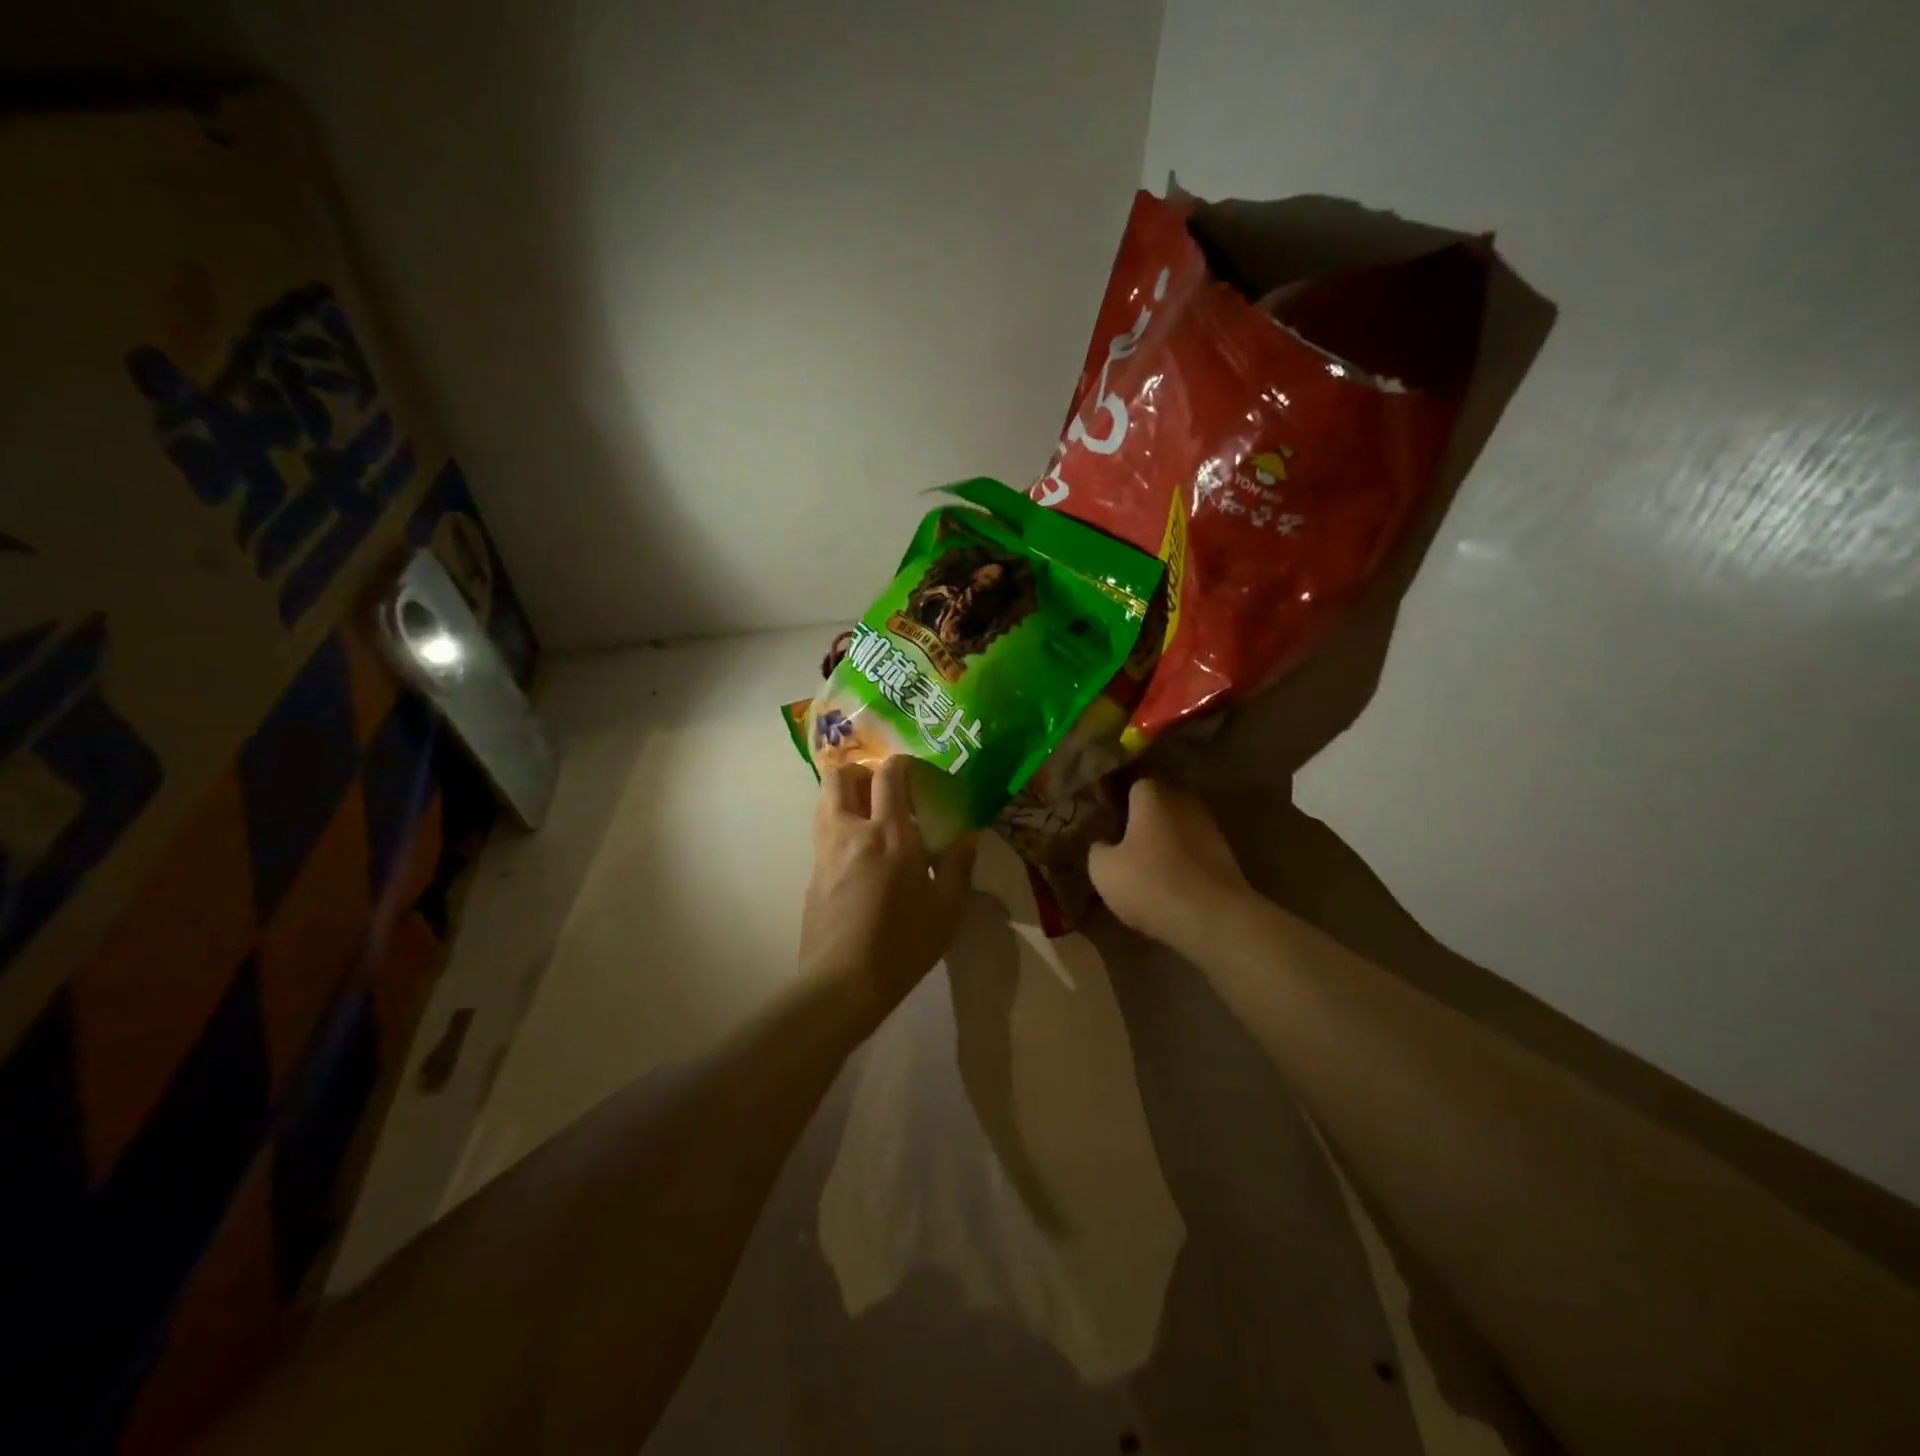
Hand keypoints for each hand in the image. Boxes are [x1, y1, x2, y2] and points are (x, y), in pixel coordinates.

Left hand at [800, 757, 976, 1016]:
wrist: (842, 983)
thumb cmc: (903, 943)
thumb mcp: (946, 907)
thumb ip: (958, 865)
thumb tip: (969, 834)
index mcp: (888, 833)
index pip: (888, 774)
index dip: (903, 764)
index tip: (919, 774)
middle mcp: (850, 831)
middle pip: (840, 776)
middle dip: (862, 771)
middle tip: (885, 789)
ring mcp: (825, 852)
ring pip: (824, 800)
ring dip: (845, 795)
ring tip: (871, 817)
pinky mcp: (812, 874)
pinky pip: (823, 832)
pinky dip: (839, 826)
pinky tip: (860, 856)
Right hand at [1088, 778, 1252, 953]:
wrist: (1214, 919)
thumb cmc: (1151, 883)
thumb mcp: (1103, 870)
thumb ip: (1098, 849)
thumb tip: (1104, 844)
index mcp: (1152, 794)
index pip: (1131, 781)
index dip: (1116, 796)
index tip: (1103, 815)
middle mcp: (1183, 800)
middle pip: (1157, 800)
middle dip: (1140, 815)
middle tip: (1119, 837)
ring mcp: (1209, 826)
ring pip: (1177, 823)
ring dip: (1162, 837)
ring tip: (1142, 861)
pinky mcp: (1225, 853)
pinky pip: (1192, 846)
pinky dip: (1179, 856)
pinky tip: (1166, 877)